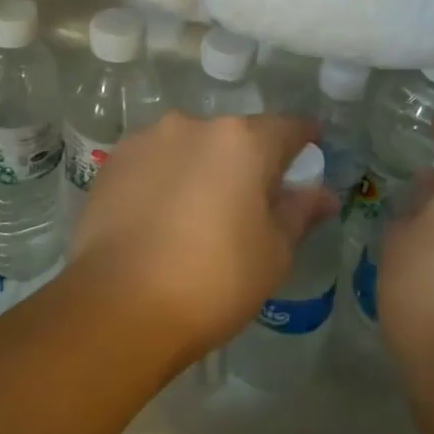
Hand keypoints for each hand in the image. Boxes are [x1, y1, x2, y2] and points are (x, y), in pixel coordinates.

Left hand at [71, 111, 339, 361]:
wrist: (119, 306)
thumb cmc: (213, 280)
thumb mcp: (273, 253)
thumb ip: (299, 213)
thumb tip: (322, 194)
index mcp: (242, 141)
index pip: (288, 129)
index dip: (305, 142)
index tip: (310, 156)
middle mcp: (192, 126)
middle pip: (234, 137)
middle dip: (248, 161)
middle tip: (252, 201)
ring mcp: (146, 141)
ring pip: (189, 148)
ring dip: (202, 169)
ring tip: (199, 213)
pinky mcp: (111, 165)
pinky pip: (153, 164)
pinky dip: (165, 180)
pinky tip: (162, 217)